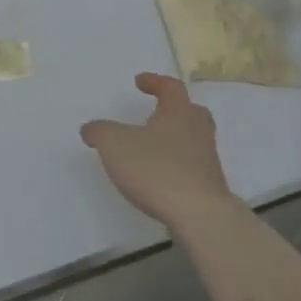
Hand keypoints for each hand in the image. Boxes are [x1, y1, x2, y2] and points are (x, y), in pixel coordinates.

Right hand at [81, 72, 238, 231]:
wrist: (201, 219)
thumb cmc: (157, 170)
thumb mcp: (114, 145)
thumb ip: (100, 132)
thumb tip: (90, 129)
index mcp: (179, 113)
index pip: (171, 87)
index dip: (155, 81)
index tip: (140, 82)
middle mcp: (198, 133)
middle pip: (192, 113)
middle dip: (175, 110)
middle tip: (158, 112)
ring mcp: (208, 164)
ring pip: (194, 142)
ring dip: (176, 141)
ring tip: (153, 149)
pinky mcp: (210, 192)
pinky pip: (193, 170)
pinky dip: (177, 168)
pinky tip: (161, 179)